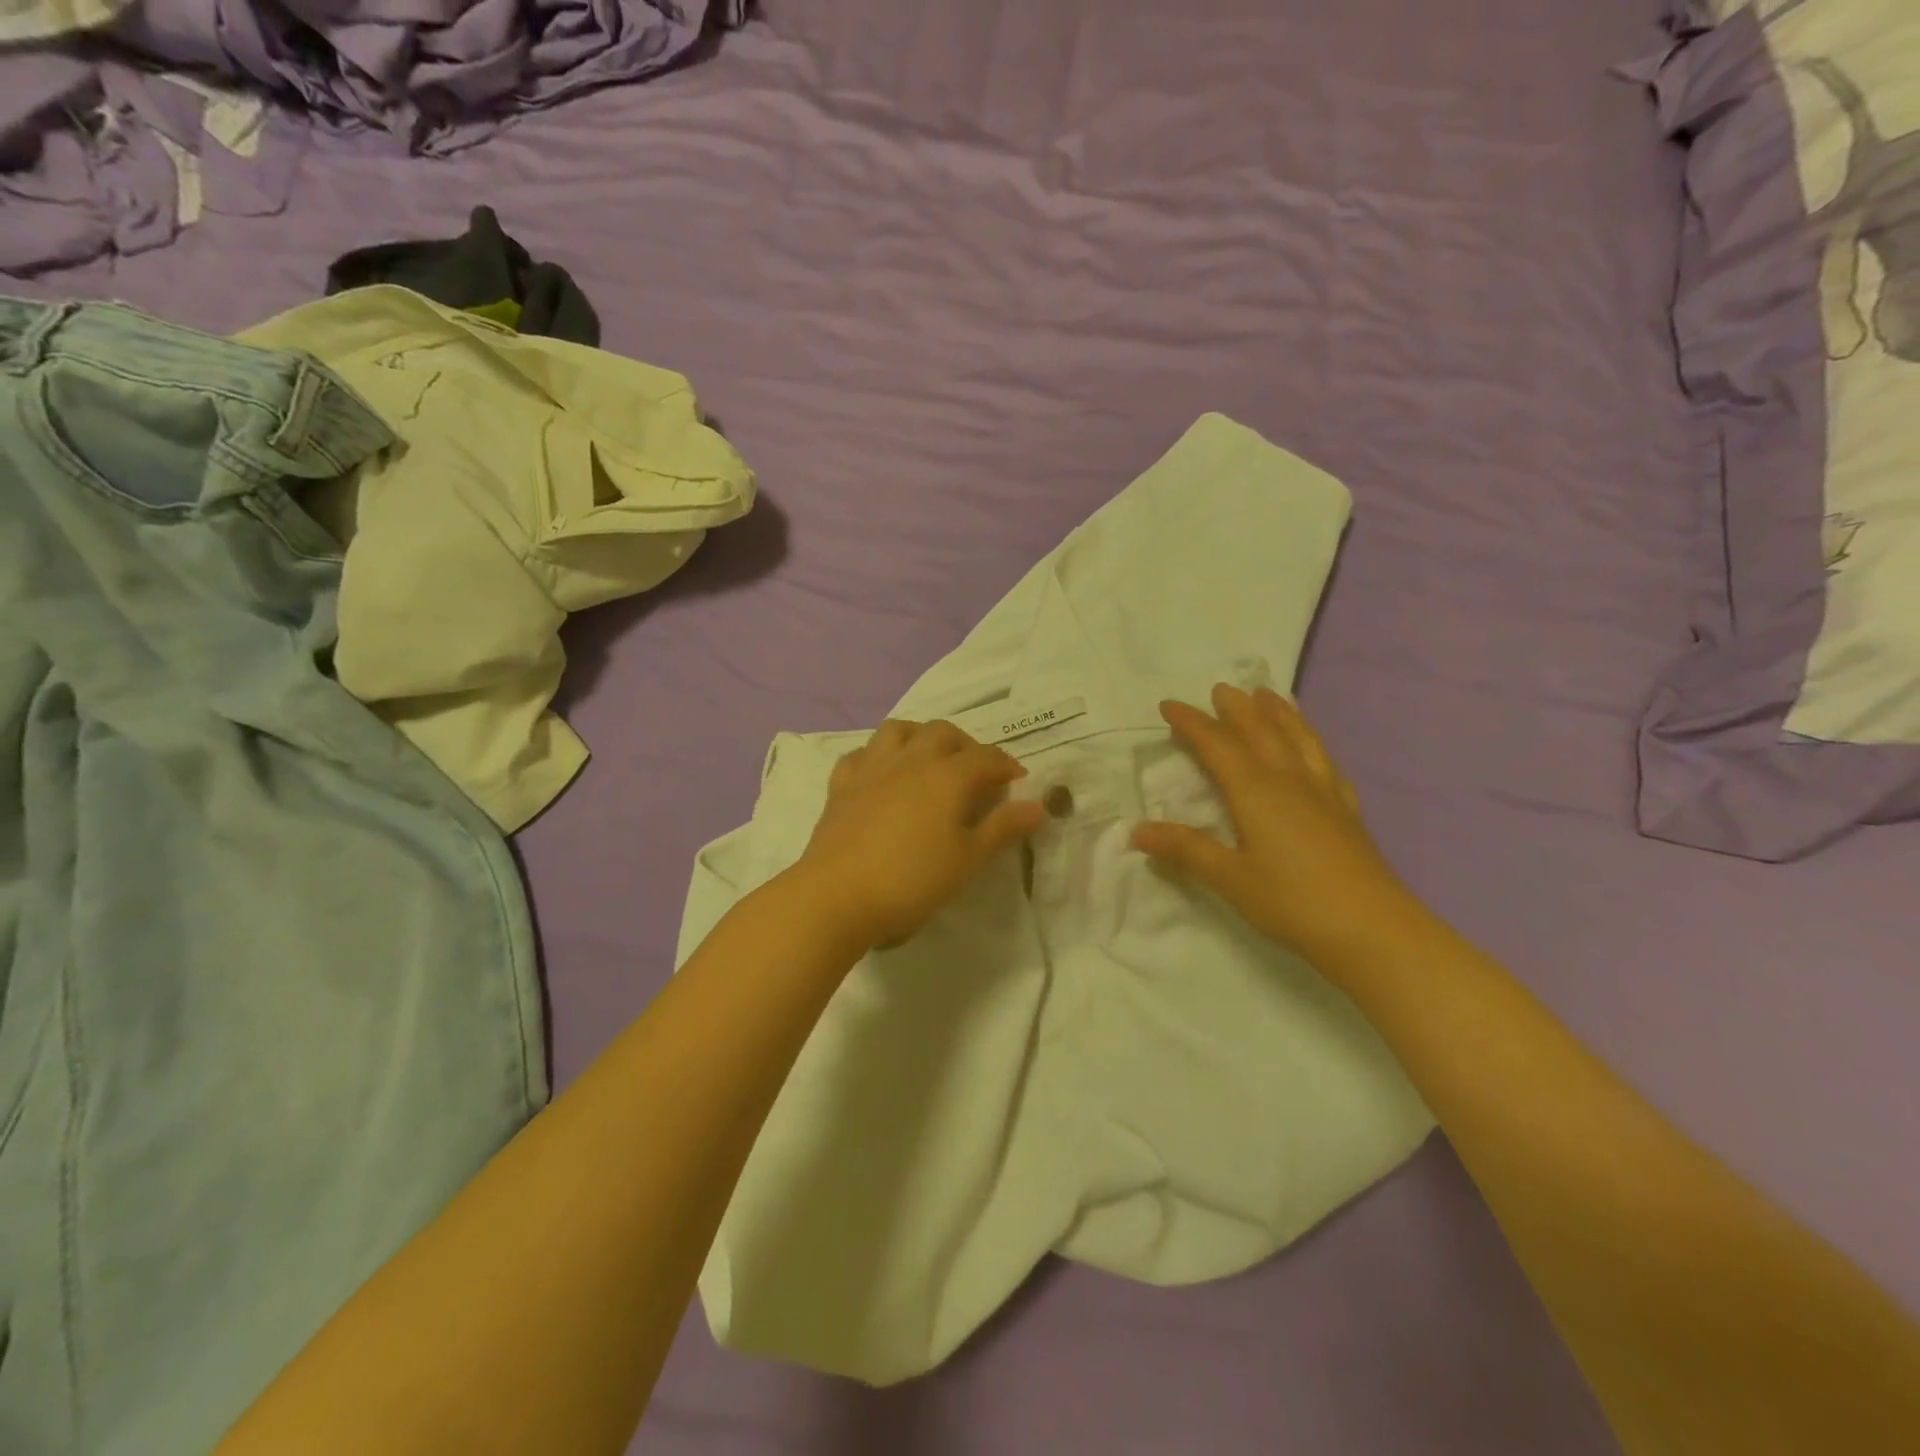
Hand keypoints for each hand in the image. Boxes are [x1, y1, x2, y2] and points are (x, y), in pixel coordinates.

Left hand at [794, 719, 1046, 950]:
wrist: (838, 895)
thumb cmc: (911, 880)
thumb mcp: (967, 859)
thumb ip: (1002, 828)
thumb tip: (1037, 804)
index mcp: (947, 776)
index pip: (986, 757)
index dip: (1006, 765)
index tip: (1017, 780)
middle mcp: (911, 760)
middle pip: (943, 733)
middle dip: (966, 745)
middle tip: (976, 771)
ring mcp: (872, 768)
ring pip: (899, 730)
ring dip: (920, 736)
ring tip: (930, 759)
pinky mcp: (841, 784)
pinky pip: (861, 753)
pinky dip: (878, 755)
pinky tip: (883, 773)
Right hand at [1131, 684, 1415, 963]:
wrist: (1373, 930)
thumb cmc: (1292, 902)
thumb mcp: (1230, 878)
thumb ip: (1185, 850)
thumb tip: (1137, 830)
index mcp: (1256, 791)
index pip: (1218, 745)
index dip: (1192, 723)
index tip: (1169, 706)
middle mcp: (1290, 781)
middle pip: (1261, 732)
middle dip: (1237, 709)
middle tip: (1220, 689)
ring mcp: (1323, 793)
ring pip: (1298, 739)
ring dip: (1279, 714)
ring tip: (1268, 695)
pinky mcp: (1346, 811)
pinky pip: (1325, 762)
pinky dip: (1313, 743)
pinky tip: (1313, 748)